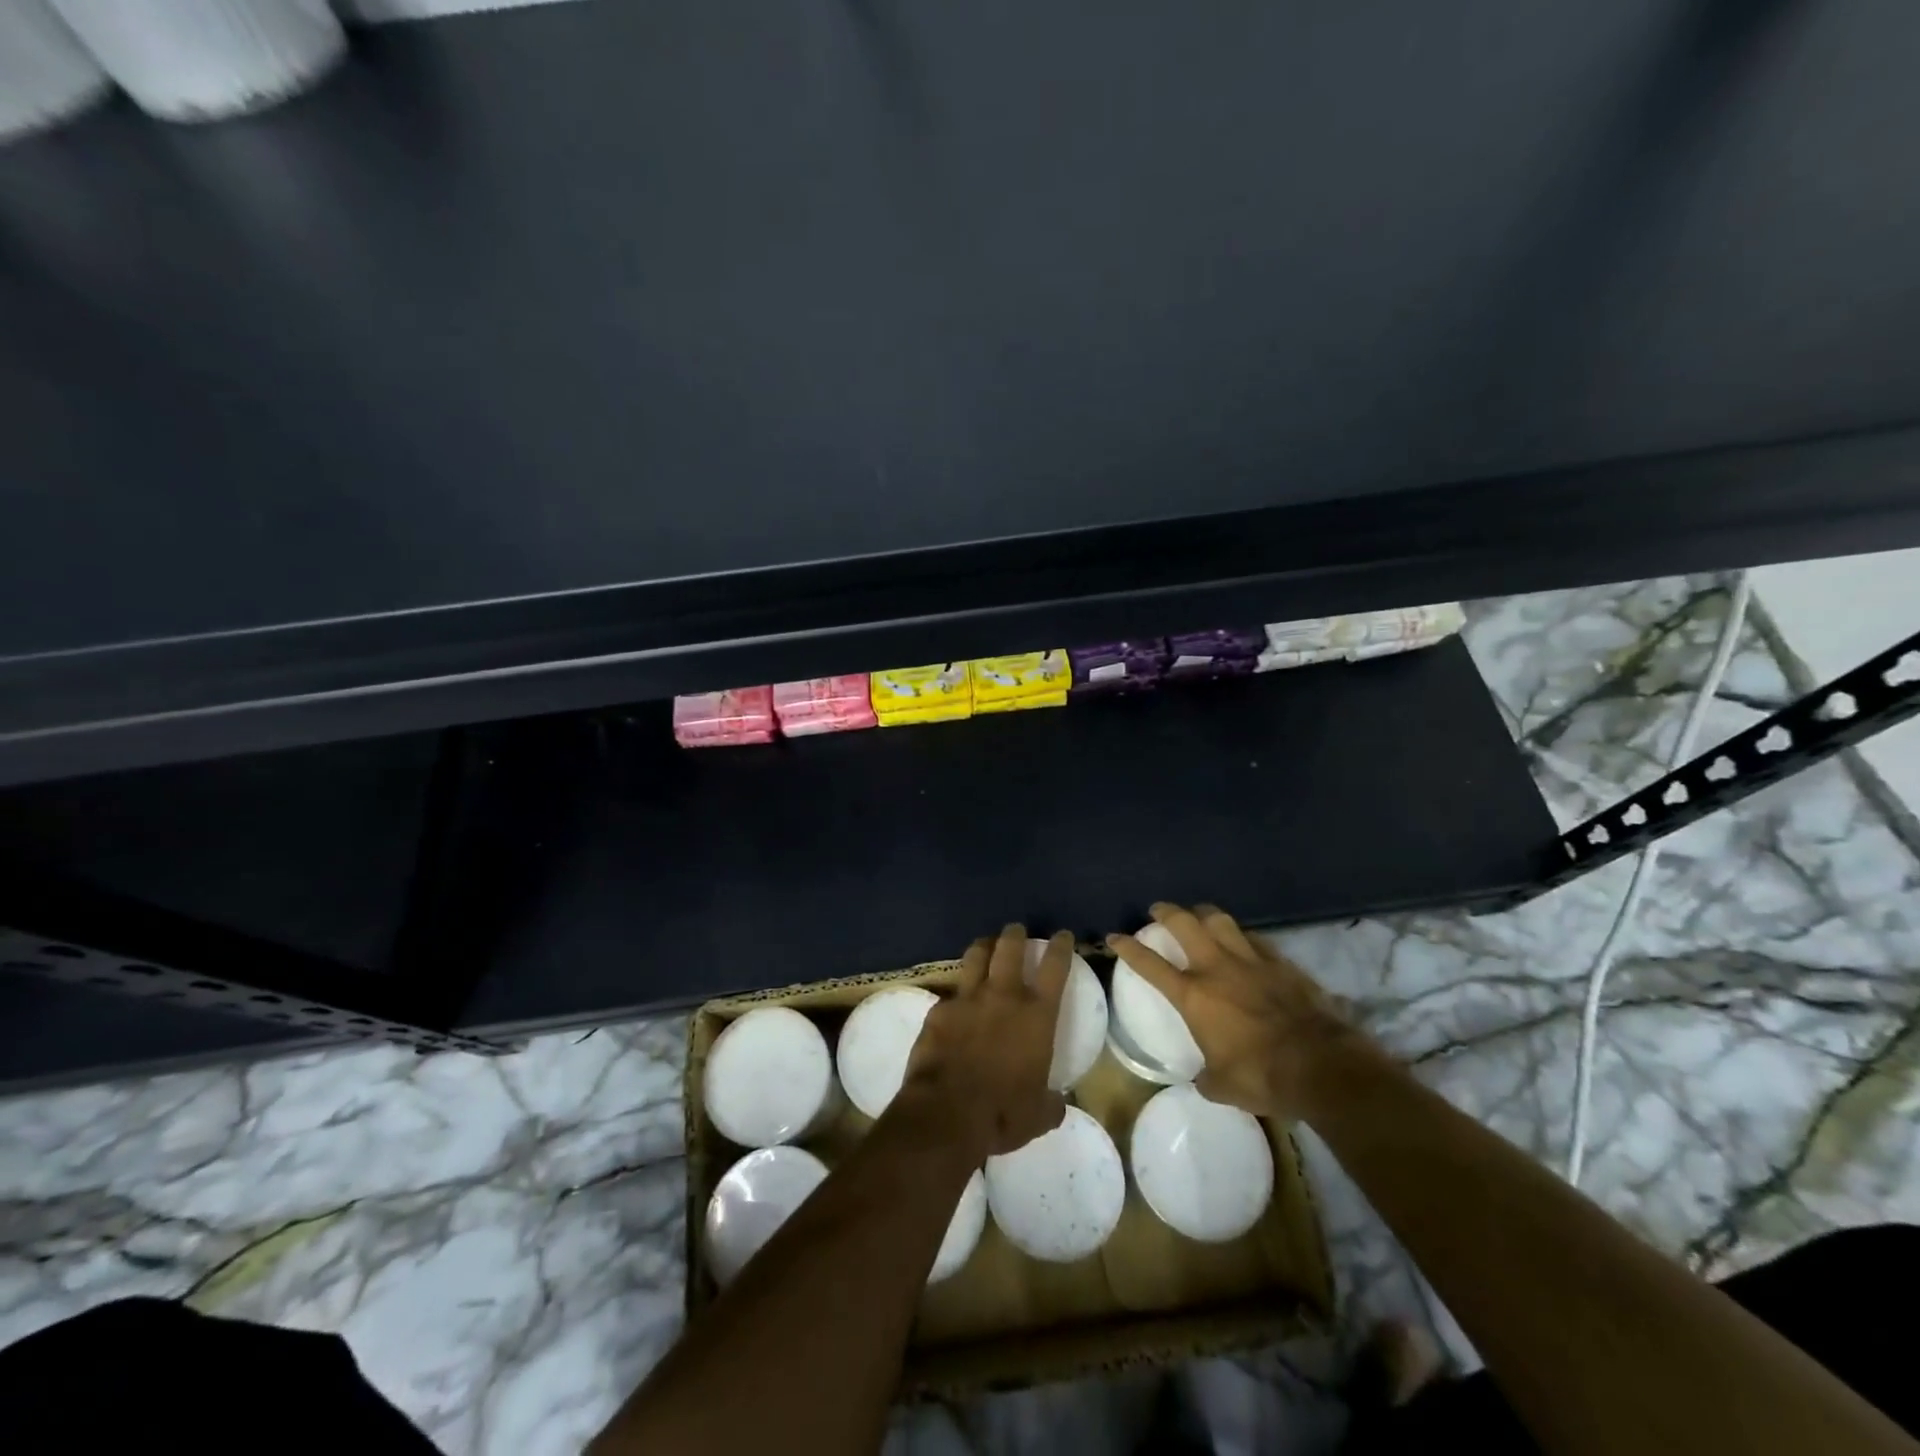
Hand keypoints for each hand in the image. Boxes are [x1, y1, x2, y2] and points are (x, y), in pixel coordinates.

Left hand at [899, 925, 1071, 1159]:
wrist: (947, 1112)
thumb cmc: (1003, 1113)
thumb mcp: (1039, 1114)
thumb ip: (1050, 1102)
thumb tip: (1056, 1103)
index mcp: (1037, 1015)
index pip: (1055, 967)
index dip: (1060, 946)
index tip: (1062, 935)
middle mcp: (1003, 996)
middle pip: (1010, 947)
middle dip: (1015, 934)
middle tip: (1016, 930)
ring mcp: (968, 999)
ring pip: (976, 956)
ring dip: (983, 947)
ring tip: (985, 945)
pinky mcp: (939, 1010)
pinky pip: (950, 992)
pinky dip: (956, 993)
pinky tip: (954, 1002)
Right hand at [1108, 902, 1384, 1119]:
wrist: (1321, 1065)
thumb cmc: (1262, 1076)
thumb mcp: (1221, 1086)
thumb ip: (1206, 1076)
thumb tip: (1202, 1078)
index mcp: (1193, 996)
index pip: (1150, 964)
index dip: (1128, 948)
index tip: (1114, 936)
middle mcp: (1216, 968)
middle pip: (1184, 924)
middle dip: (1166, 912)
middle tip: (1158, 910)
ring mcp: (1250, 960)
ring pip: (1220, 920)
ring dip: (1204, 914)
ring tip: (1198, 915)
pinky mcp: (1280, 962)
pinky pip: (1254, 939)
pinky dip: (1242, 936)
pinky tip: (1243, 941)